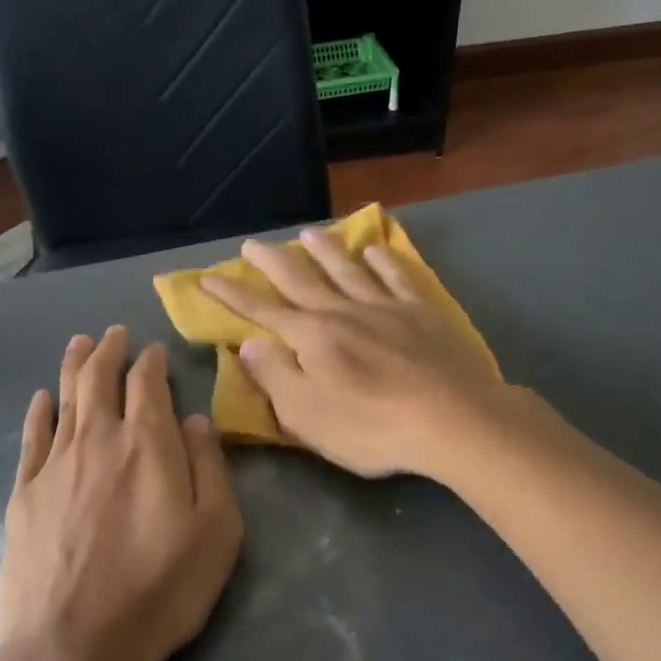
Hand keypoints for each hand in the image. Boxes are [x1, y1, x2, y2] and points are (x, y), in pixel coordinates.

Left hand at [0, 327, 243, 660]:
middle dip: (109, 352)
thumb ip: (210, 467)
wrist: (72, 646)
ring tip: (80, 343)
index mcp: (149, 444)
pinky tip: (42, 398)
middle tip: (114, 333)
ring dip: (74, 367)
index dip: (151, 362)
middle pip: (100, 380)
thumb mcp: (217, 532)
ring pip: (65, 399)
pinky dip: (39, 412)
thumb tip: (197, 420)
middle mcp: (99, 440)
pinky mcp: (23, 495)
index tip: (153, 350)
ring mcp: (55, 465)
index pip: (148, 385)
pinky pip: (31, 438)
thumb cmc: (159, 590)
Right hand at [200, 229, 513, 479]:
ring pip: (348, 269)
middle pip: (301, 280)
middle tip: (252, 244)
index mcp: (312, 337)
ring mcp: (385, 307)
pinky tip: (374, 250)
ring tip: (309, 233)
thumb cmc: (372, 426)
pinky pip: (396, 277)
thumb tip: (249, 342)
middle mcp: (343, 311)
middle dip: (272, 262)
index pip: (262, 311)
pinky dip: (382, 261)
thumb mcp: (307, 415)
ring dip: (325, 250)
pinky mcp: (422, 312)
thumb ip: (275, 376)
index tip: (208, 277)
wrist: (453, 419)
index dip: (232, 295)